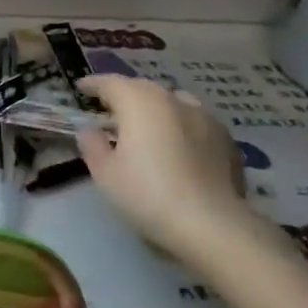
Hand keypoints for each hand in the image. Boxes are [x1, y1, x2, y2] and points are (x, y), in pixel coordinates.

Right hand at [75, 75, 255, 263]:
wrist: (211, 224)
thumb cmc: (146, 194)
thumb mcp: (104, 173)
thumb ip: (93, 145)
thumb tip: (91, 131)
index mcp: (140, 102)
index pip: (111, 83)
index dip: (93, 84)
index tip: (81, 88)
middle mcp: (174, 100)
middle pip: (144, 89)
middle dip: (125, 95)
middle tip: (110, 110)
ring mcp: (205, 118)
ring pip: (173, 103)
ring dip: (155, 109)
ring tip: (146, 126)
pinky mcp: (227, 140)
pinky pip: (195, 123)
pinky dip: (179, 127)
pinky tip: (176, 147)